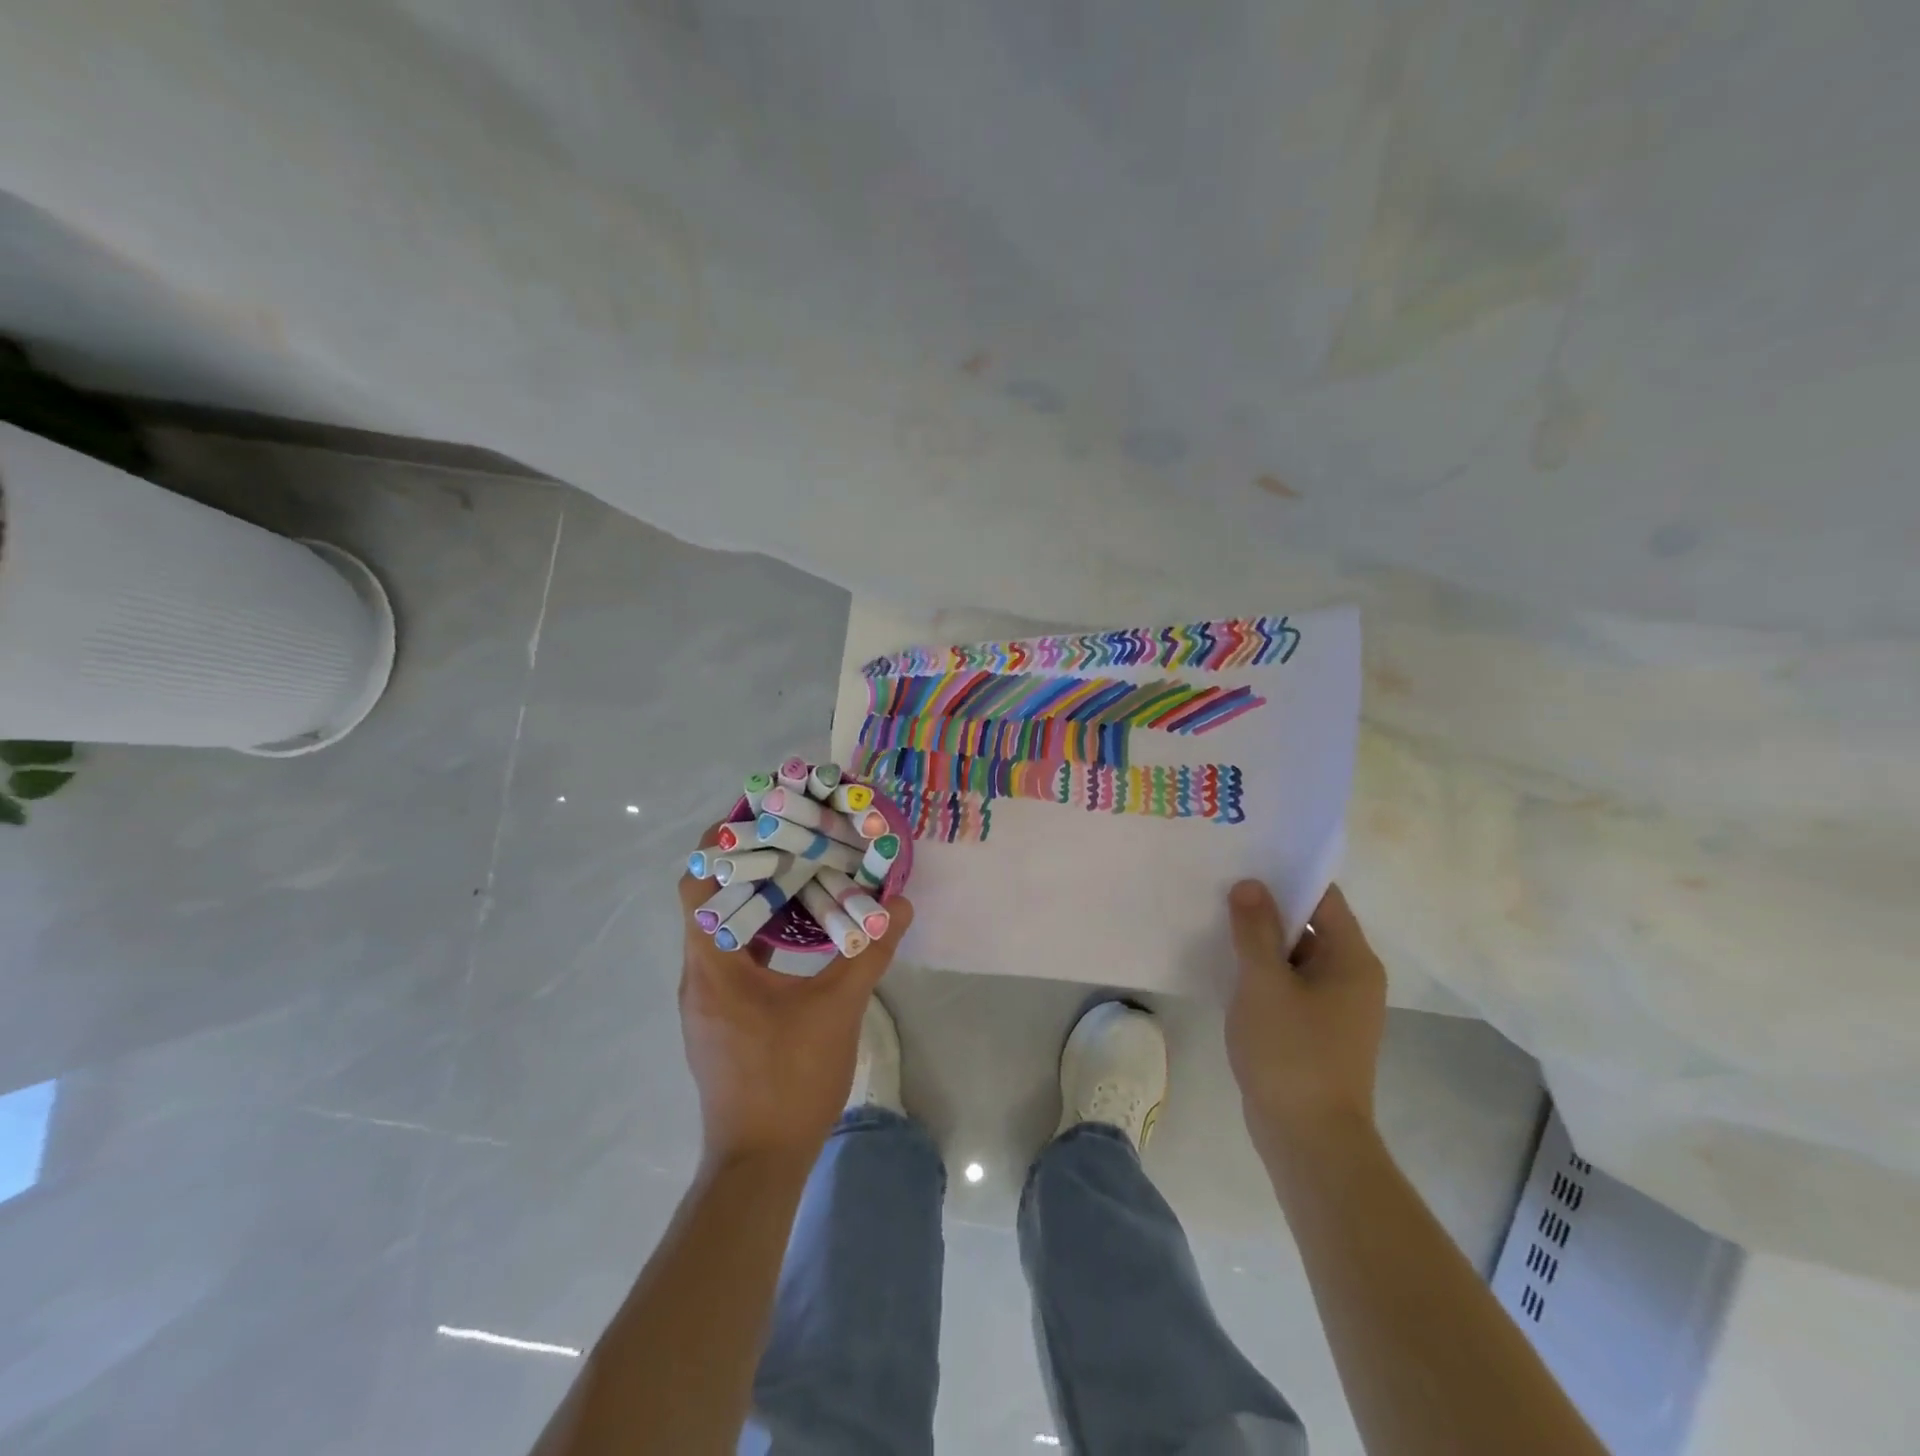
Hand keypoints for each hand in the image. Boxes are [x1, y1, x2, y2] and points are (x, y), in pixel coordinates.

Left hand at [677, 838, 913, 1166]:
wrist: (758, 1163)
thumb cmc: (789, 1079)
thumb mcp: (838, 1009)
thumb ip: (867, 952)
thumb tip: (898, 907)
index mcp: (714, 965)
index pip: (697, 887)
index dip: (719, 847)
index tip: (755, 817)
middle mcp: (699, 976)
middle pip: (709, 903)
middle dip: (745, 866)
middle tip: (789, 838)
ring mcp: (708, 1001)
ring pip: (722, 932)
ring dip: (753, 901)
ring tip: (797, 873)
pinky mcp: (721, 1020)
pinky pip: (734, 958)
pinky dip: (759, 934)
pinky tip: (798, 932)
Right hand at [1225, 880, 1385, 1165]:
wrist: (1308, 1140)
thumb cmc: (1291, 1053)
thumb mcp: (1264, 983)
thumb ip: (1255, 930)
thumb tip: (1250, 884)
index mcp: (1352, 960)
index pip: (1323, 898)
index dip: (1287, 876)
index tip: (1246, 859)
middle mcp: (1351, 977)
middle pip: (1309, 925)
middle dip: (1267, 907)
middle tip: (1221, 885)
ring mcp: (1334, 1007)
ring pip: (1295, 956)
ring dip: (1261, 941)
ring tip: (1215, 918)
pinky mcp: (1315, 1030)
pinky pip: (1288, 984)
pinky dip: (1262, 972)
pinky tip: (1225, 965)